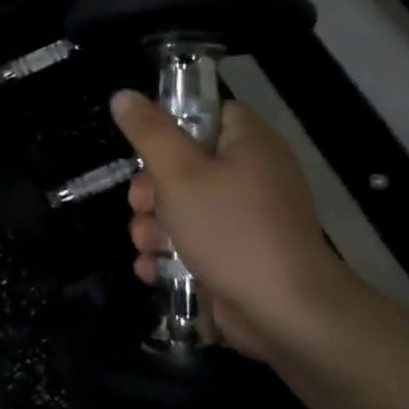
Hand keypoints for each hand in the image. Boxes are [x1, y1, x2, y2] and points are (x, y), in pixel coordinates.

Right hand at [111, 89, 354, 359]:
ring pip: (184, 209)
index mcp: (249, 143)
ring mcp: (248, 220)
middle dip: (151, 190)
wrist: (286, 313)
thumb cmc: (230, 230)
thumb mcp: (179, 174)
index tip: (145, 149)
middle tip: (142, 205)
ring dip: (154, 227)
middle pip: (186, 165)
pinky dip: (172, 256)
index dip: (171, 126)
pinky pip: (196, 244)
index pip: (207, 113)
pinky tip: (153, 270)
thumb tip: (123, 94)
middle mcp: (253, 175)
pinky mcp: (239, 257)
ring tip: (147, 246)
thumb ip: (149, 133)